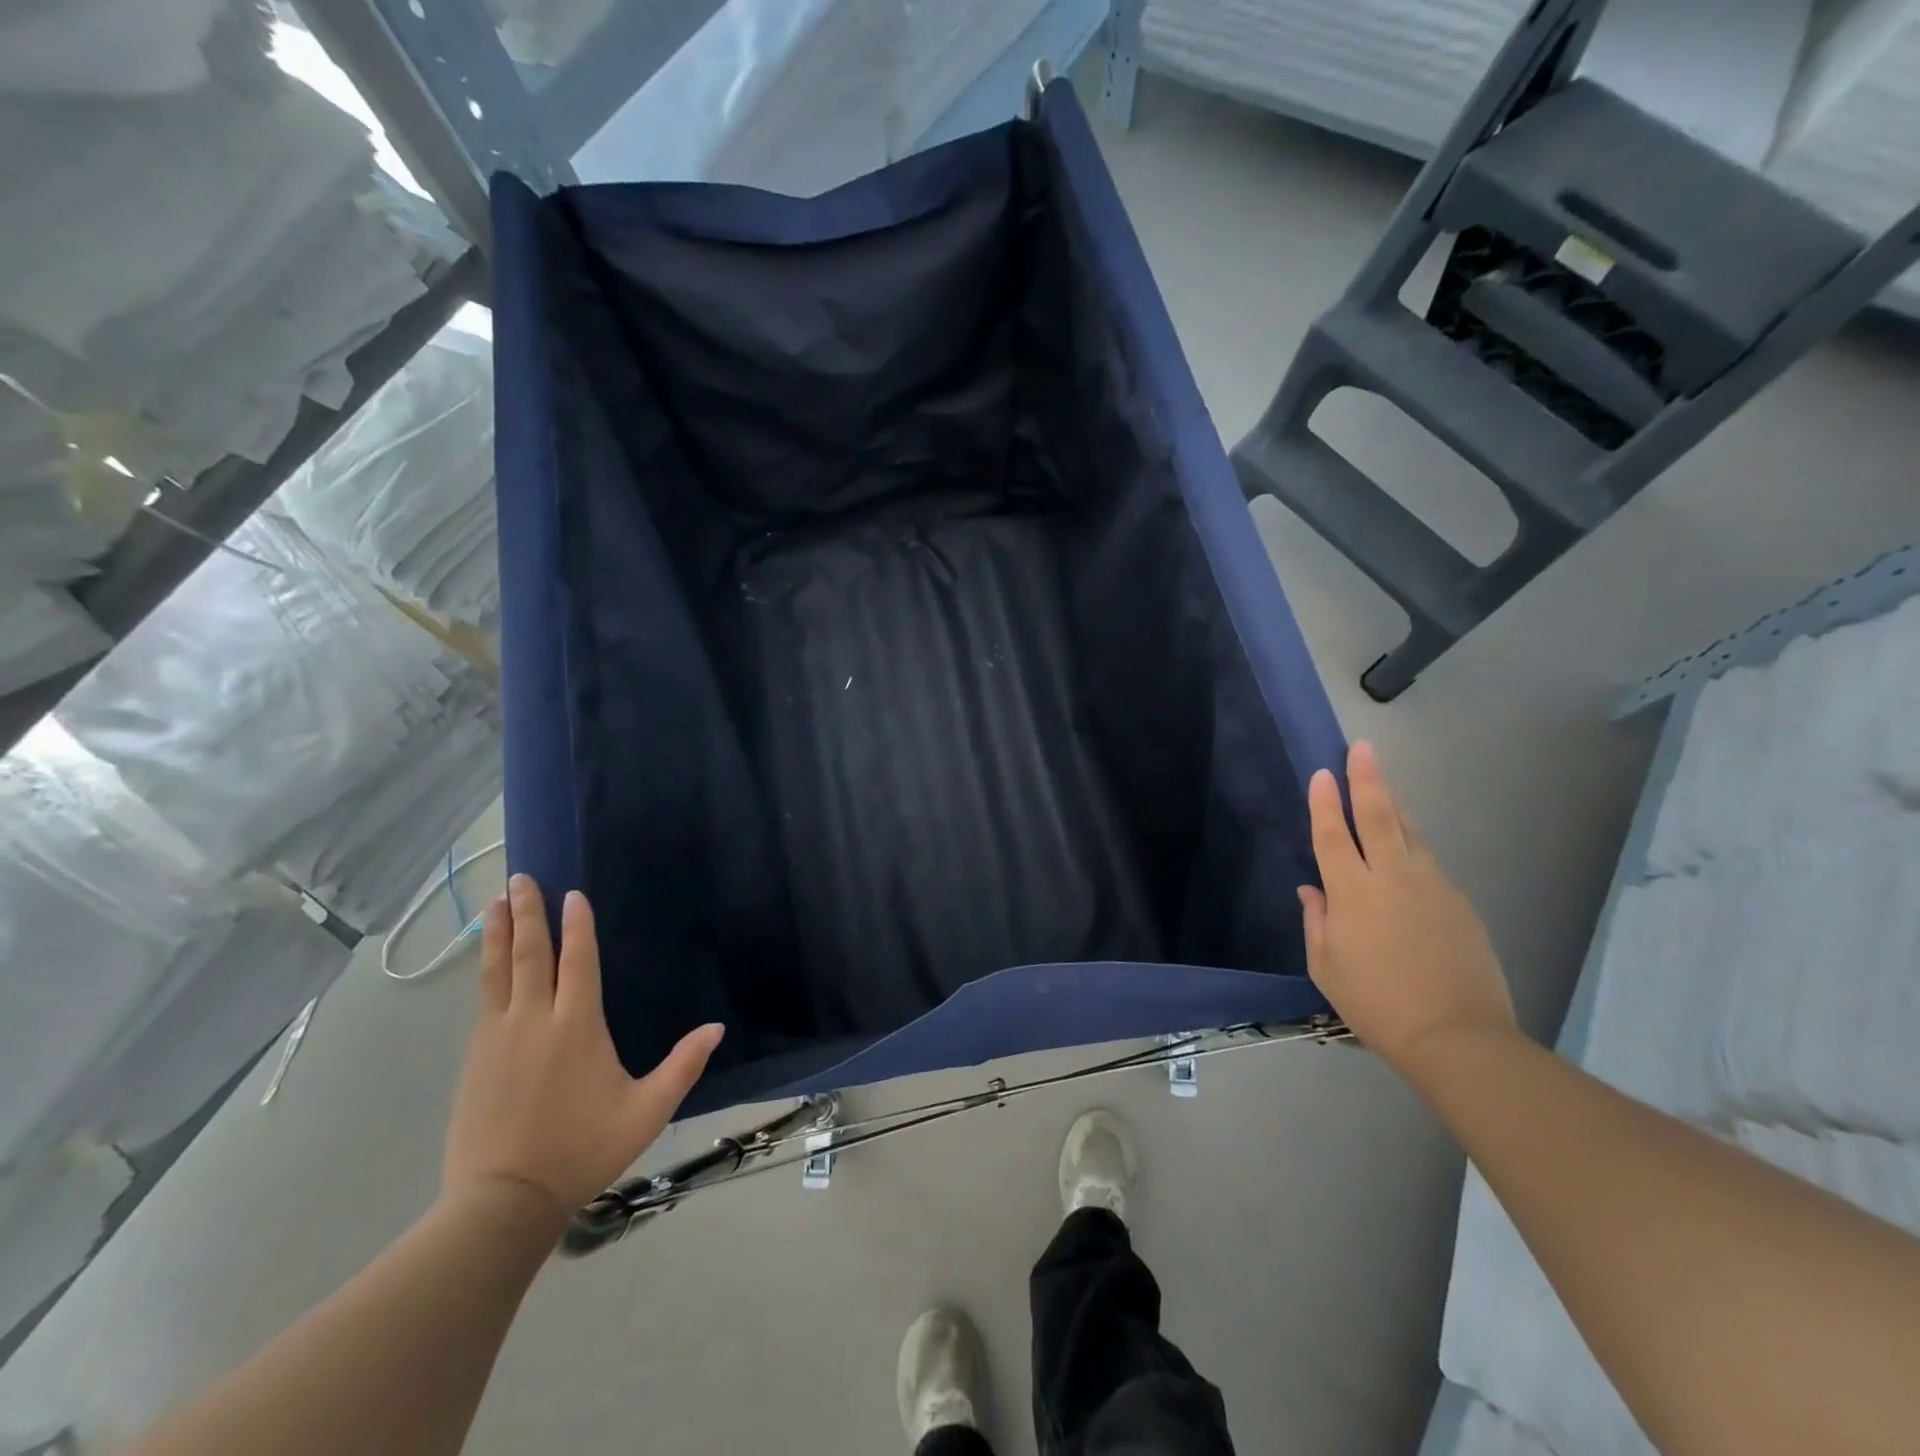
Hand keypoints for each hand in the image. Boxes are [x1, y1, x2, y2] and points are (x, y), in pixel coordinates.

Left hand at [442, 874, 723, 1220]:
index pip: (578, 961)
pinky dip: (487, 970)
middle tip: (521, 878)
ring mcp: (498, 1037)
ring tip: (495, 902)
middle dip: (527, 913)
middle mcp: (534, 1020)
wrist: (502, 1201)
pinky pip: (483, 999)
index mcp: (577, 1026)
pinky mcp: (474, 1058)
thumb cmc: (582, 1149)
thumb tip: (717, 1027)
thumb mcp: (647, 1111)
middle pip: (530, 954)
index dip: (577, 925)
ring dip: (498, 934)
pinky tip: (489, 962)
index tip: (573, 895)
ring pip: (497, 971)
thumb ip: (683, 1066)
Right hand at [1298, 741, 1514, 1069]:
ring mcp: (1431, 886)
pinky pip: (1428, 861)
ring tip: (1383, 785)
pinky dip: (1412, 843)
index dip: (1323, 803)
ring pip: (1409, 832)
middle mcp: (1392, 877)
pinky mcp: (1459, 902)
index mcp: (1352, 893)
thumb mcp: (1326, 967)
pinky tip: (1407, 845)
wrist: (1457, 1036)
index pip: (1332, 835)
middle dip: (1366, 779)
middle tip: (1362, 748)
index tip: (1320, 773)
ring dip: (1393, 805)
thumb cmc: (1376, 1004)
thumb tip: (1312, 890)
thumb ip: (1316, 921)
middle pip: (1377, 816)